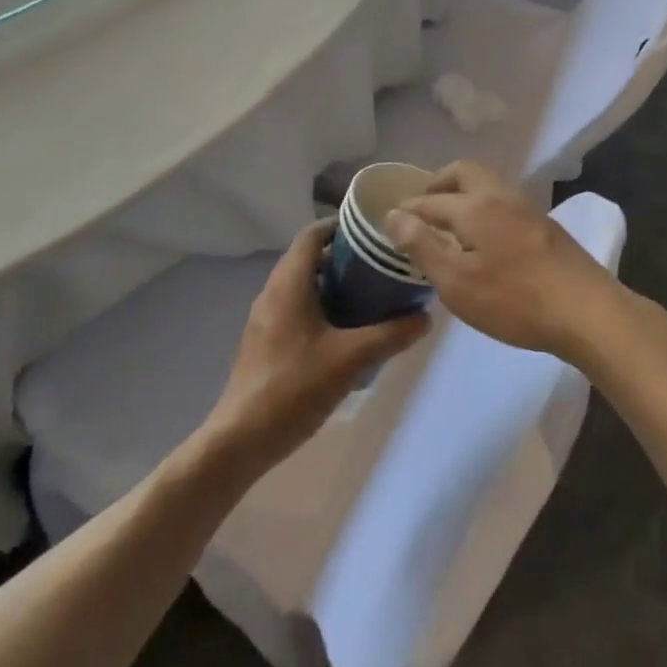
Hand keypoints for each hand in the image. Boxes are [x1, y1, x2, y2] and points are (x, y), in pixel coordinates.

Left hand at [203, 220, 429, 471]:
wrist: (240, 440)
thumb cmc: (294, 388)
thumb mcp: (351, 359)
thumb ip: (391, 334)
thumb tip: (426, 317)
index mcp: (289, 283)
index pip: (313, 234)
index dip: (342, 225)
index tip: (374, 231)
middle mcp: (273, 292)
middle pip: (310, 258)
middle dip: (346, 256)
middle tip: (382, 264)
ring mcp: (266, 318)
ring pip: (304, 285)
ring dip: (335, 283)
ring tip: (372, 294)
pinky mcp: (265, 341)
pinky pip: (297, 308)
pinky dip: (322, 306)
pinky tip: (348, 330)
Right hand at [382, 160, 620, 359]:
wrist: (586, 310)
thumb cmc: (514, 299)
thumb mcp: (457, 282)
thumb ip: (422, 246)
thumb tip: (393, 215)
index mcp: (475, 206)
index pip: (430, 200)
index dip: (408, 208)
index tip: (390, 217)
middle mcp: (500, 196)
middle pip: (464, 172)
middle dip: (439, 184)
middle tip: (422, 207)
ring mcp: (527, 208)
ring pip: (487, 186)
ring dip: (463, 195)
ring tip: (449, 225)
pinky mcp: (545, 226)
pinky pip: (503, 203)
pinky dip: (483, 209)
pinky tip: (483, 239)